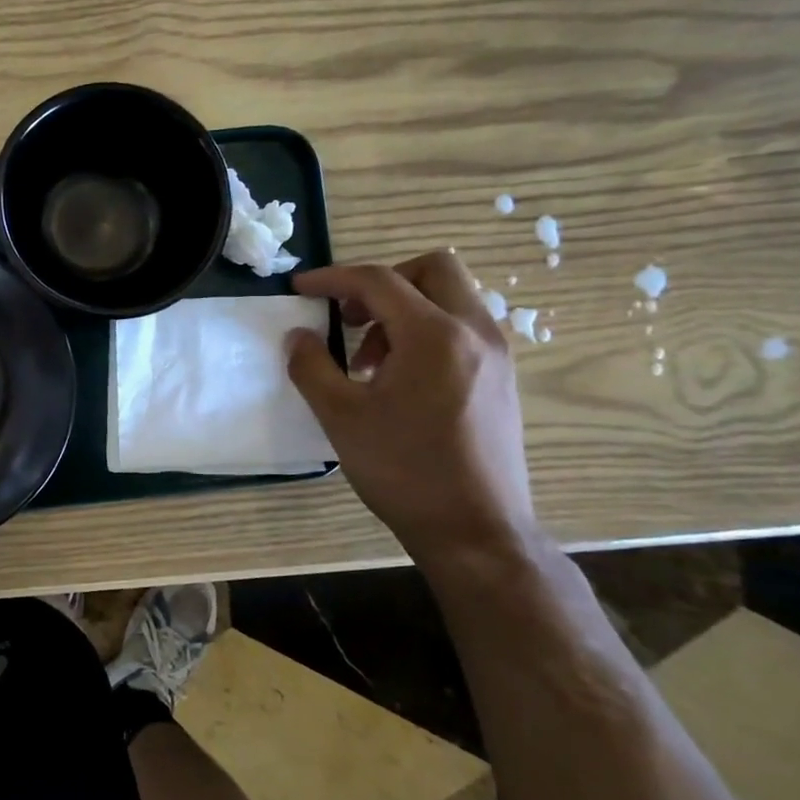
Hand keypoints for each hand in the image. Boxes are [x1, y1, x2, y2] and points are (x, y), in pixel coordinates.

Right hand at [285, 251, 535, 565]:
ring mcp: (496, 355)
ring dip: (404, 310)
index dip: (332, 278)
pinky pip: (462, 329)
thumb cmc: (403, 470)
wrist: (475, 530)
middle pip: (433, 269)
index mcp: (434, 335)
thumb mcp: (340, 417)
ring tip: (368, 361)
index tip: (300, 288)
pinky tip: (400, 380)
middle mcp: (475, 332)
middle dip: (382, 281)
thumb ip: (311, 367)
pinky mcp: (502, 379)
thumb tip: (297, 336)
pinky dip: (427, 332)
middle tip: (348, 317)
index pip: (378, 281)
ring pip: (451, 298)